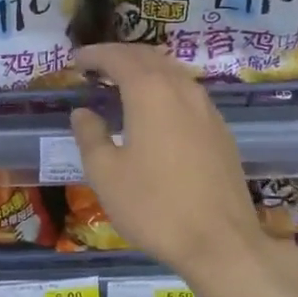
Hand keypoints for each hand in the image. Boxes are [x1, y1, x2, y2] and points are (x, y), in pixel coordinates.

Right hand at [69, 44, 269, 278]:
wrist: (221, 241)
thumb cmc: (154, 206)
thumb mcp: (106, 174)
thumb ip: (90, 136)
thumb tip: (83, 113)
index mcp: (150, 92)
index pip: (119, 58)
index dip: (95, 54)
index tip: (76, 59)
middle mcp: (181, 89)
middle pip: (149, 57)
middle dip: (120, 55)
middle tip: (96, 65)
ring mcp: (206, 108)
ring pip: (172, 72)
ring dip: (145, 69)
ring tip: (122, 82)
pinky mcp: (220, 130)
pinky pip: (187, 92)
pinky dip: (165, 87)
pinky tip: (155, 109)